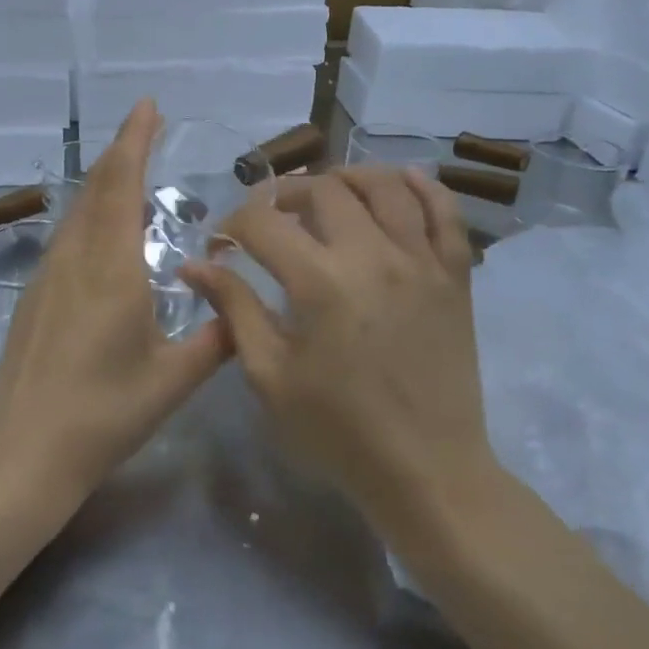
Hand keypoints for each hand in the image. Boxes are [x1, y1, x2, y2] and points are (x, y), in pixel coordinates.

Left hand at [0, 100, 228, 504]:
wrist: (25, 451)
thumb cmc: (104, 414)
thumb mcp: (172, 381)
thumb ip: (214, 342)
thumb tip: (244, 313)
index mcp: (111, 269)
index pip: (122, 186)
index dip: (134, 141)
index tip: (147, 107)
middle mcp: (75, 259)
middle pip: (97, 188)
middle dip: (123, 152)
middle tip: (147, 127)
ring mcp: (48, 275)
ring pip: (78, 211)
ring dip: (105, 183)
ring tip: (133, 173)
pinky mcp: (35, 295)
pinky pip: (67, 237)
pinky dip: (91, 215)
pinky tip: (106, 234)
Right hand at [183, 166, 493, 528]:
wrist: (428, 471)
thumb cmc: (338, 430)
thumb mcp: (270, 375)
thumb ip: (235, 309)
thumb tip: (194, 266)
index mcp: (319, 282)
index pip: (263, 222)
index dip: (232, 224)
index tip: (221, 244)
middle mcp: (372, 255)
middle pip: (322, 190)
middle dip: (283, 193)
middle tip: (268, 218)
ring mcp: (420, 261)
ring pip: (384, 187)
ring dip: (346, 178)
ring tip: (325, 192)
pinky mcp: (454, 276)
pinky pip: (444, 213)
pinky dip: (424, 187)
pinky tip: (401, 180)